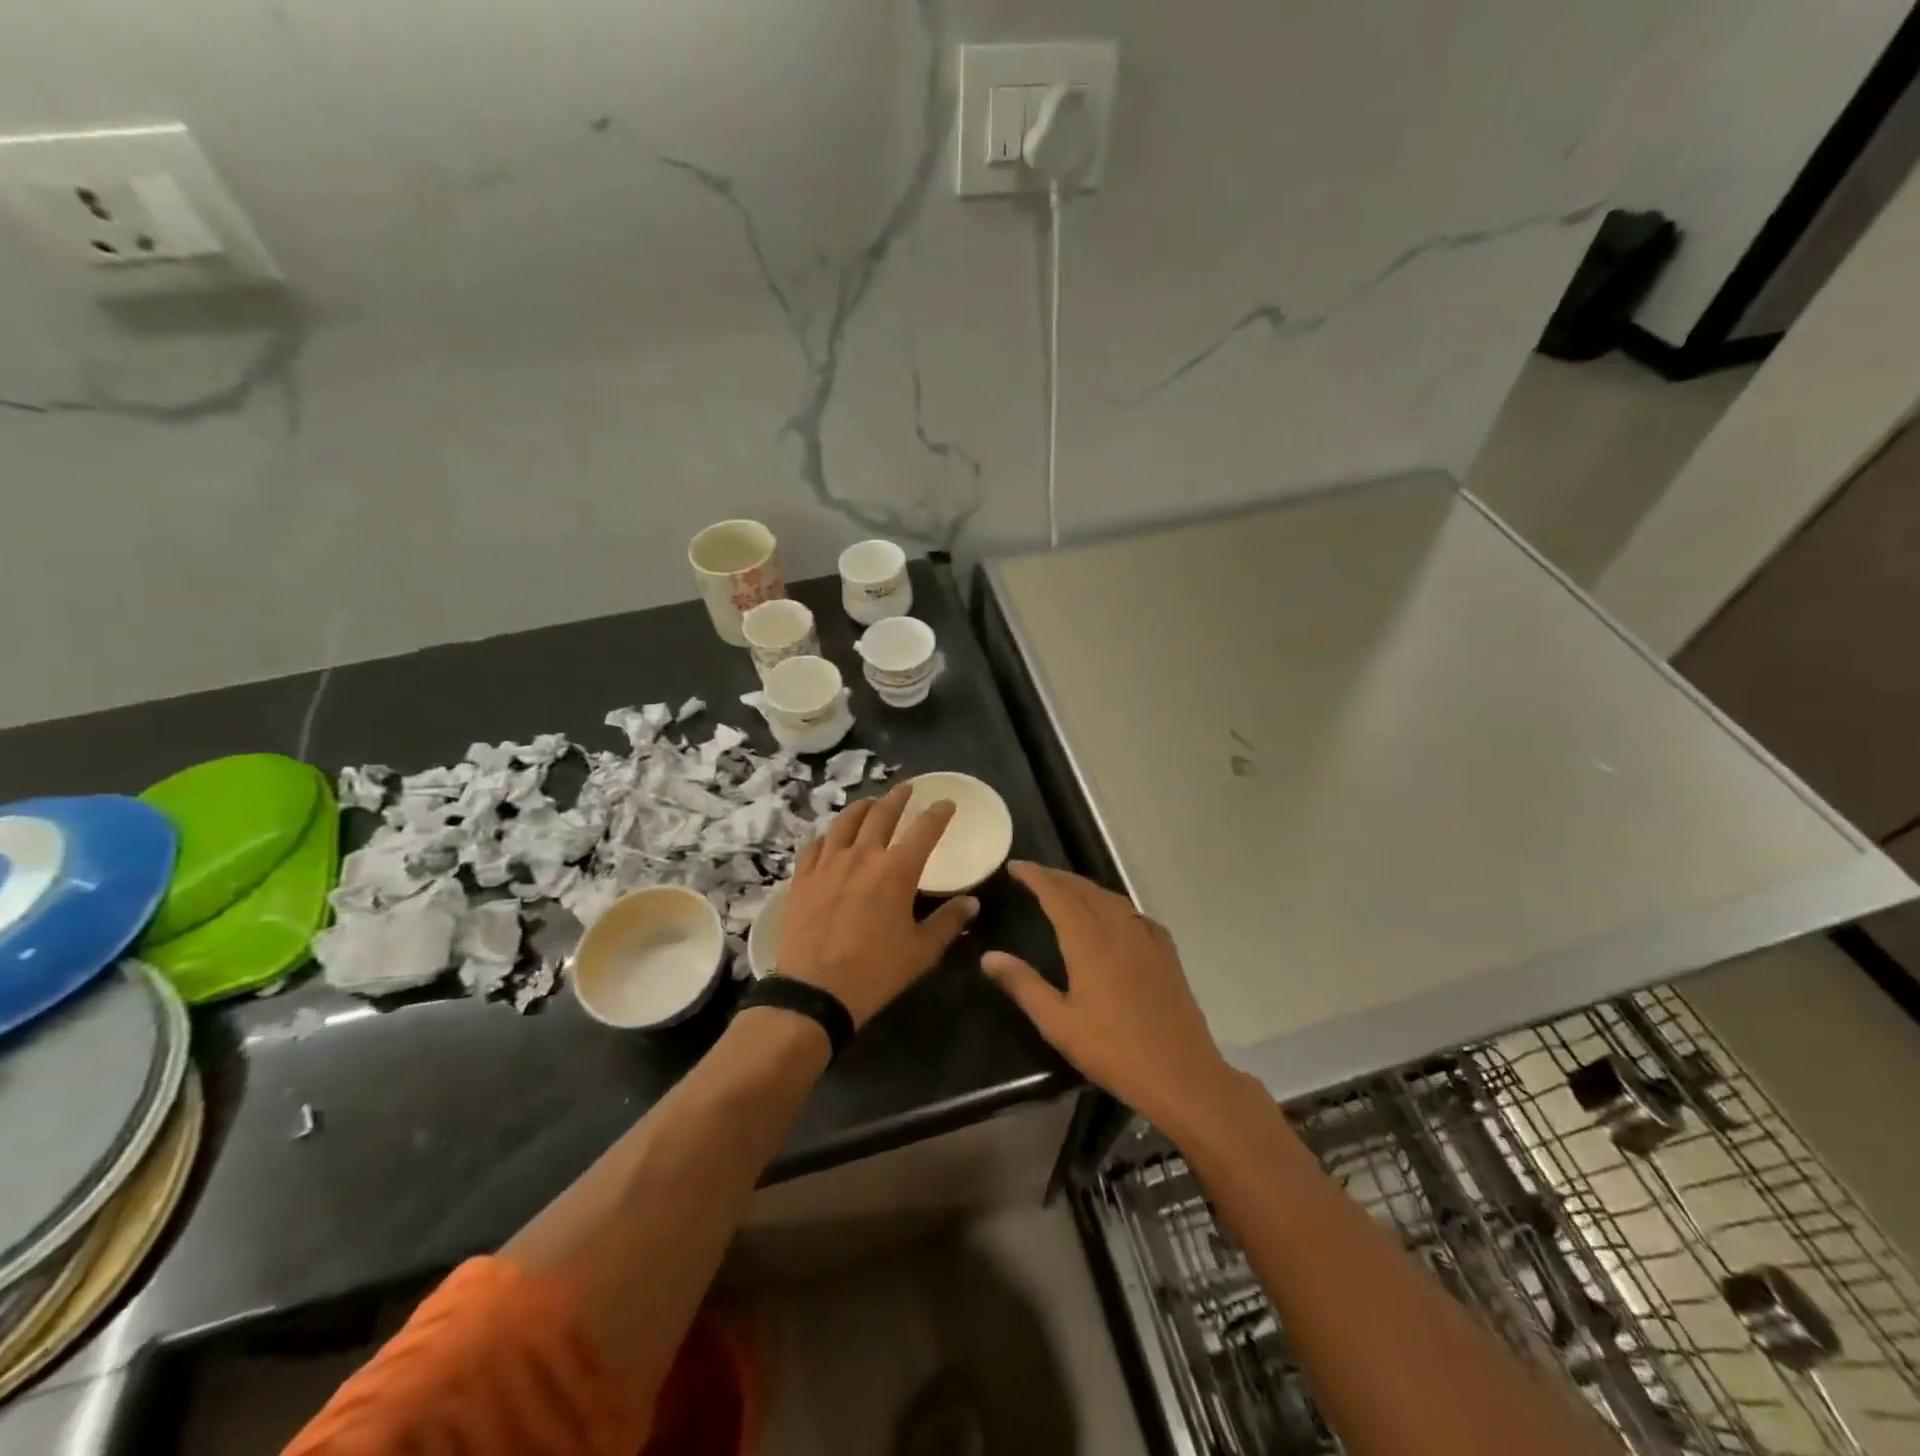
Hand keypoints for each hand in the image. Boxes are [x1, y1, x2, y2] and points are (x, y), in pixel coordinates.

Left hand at [779, 783, 979, 1027]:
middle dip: (897, 798)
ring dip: (862, 808)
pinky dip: (828, 835)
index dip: (938, 813)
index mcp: (896, 871)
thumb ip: (949, 922)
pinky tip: (830, 838)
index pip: (924, 830)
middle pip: (882, 814)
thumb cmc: (875, 972)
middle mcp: (862, 856)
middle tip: (906, 789)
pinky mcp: (802, 878)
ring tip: (870, 803)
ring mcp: (828, 864)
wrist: (814, 992)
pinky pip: (815, 845)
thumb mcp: (922, 951)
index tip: (946, 803)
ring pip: (845, 822)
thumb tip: (972, 902)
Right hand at [982, 862, 1237, 1133]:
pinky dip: (1114, 905)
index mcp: (1089, 942)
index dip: (1035, 876)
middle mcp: (1119, 929)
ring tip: (1066, 889)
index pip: (1057, 895)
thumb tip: (989, 957)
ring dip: (1085, 887)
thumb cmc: (1114, 1051)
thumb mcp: (1058, 1024)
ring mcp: (1147, 939)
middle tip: (1034, 874)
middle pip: (1084, 889)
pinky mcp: (1166, 954)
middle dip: (1057, 877)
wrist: (1181, 1074)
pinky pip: (1135, 915)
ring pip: (1111, 898)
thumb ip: (1023, 985)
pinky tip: (1113, 918)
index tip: (1015, 866)